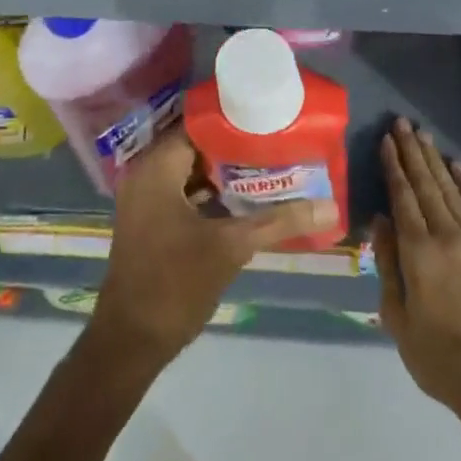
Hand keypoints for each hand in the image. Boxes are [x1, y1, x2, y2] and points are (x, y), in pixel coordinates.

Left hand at [91, 126, 336, 369]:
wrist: (130, 342)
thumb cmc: (175, 284)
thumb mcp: (231, 248)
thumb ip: (278, 221)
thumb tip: (330, 207)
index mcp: (157, 169)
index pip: (197, 125)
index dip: (233, 121)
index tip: (269, 118)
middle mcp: (146, 175)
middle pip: (196, 147)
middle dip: (235, 145)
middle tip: (276, 141)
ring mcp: (146, 200)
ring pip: (191, 171)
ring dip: (225, 170)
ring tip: (270, 164)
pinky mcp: (151, 221)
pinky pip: (184, 192)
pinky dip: (212, 192)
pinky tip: (246, 198)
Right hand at [374, 118, 460, 417]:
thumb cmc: (440, 357)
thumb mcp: (398, 318)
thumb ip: (387, 265)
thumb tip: (380, 222)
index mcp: (418, 253)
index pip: (402, 198)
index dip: (393, 167)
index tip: (385, 140)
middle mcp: (447, 236)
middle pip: (426, 185)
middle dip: (412, 152)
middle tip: (402, 123)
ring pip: (451, 190)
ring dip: (435, 160)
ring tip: (422, 135)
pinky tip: (457, 166)